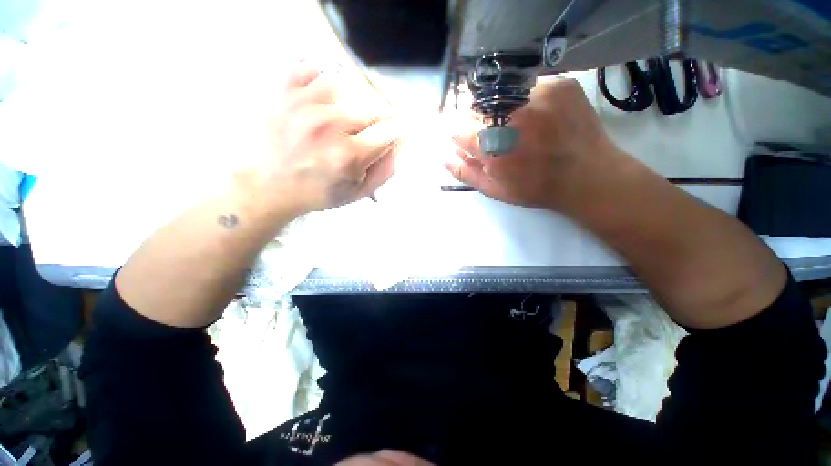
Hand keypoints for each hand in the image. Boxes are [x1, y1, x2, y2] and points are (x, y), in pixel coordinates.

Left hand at [253, 63, 399, 215]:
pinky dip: (319, 80)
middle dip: (376, 123)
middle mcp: (330, 125)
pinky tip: (318, 100)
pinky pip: (311, 69)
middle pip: (372, 109)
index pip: (390, 131)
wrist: (268, 186)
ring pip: (347, 86)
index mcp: (349, 155)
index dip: (400, 131)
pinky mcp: (284, 92)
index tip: (400, 132)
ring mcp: (305, 104)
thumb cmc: (318, 192)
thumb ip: (385, 170)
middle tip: (362, 136)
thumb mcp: (358, 192)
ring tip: (339, 120)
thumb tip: (401, 145)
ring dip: (350, 103)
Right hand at [445, 78, 617, 211]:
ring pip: (499, 93)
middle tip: (496, 135)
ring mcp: (537, 95)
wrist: (587, 176)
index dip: (460, 135)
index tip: (468, 140)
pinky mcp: (559, 84)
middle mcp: (511, 116)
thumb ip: (464, 172)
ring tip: (517, 127)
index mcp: (491, 147)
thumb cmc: (535, 188)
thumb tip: (441, 155)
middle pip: (475, 107)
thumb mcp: (494, 189)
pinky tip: (537, 117)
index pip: (457, 128)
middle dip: (477, 121)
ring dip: (499, 109)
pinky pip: (526, 85)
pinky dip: (524, 99)